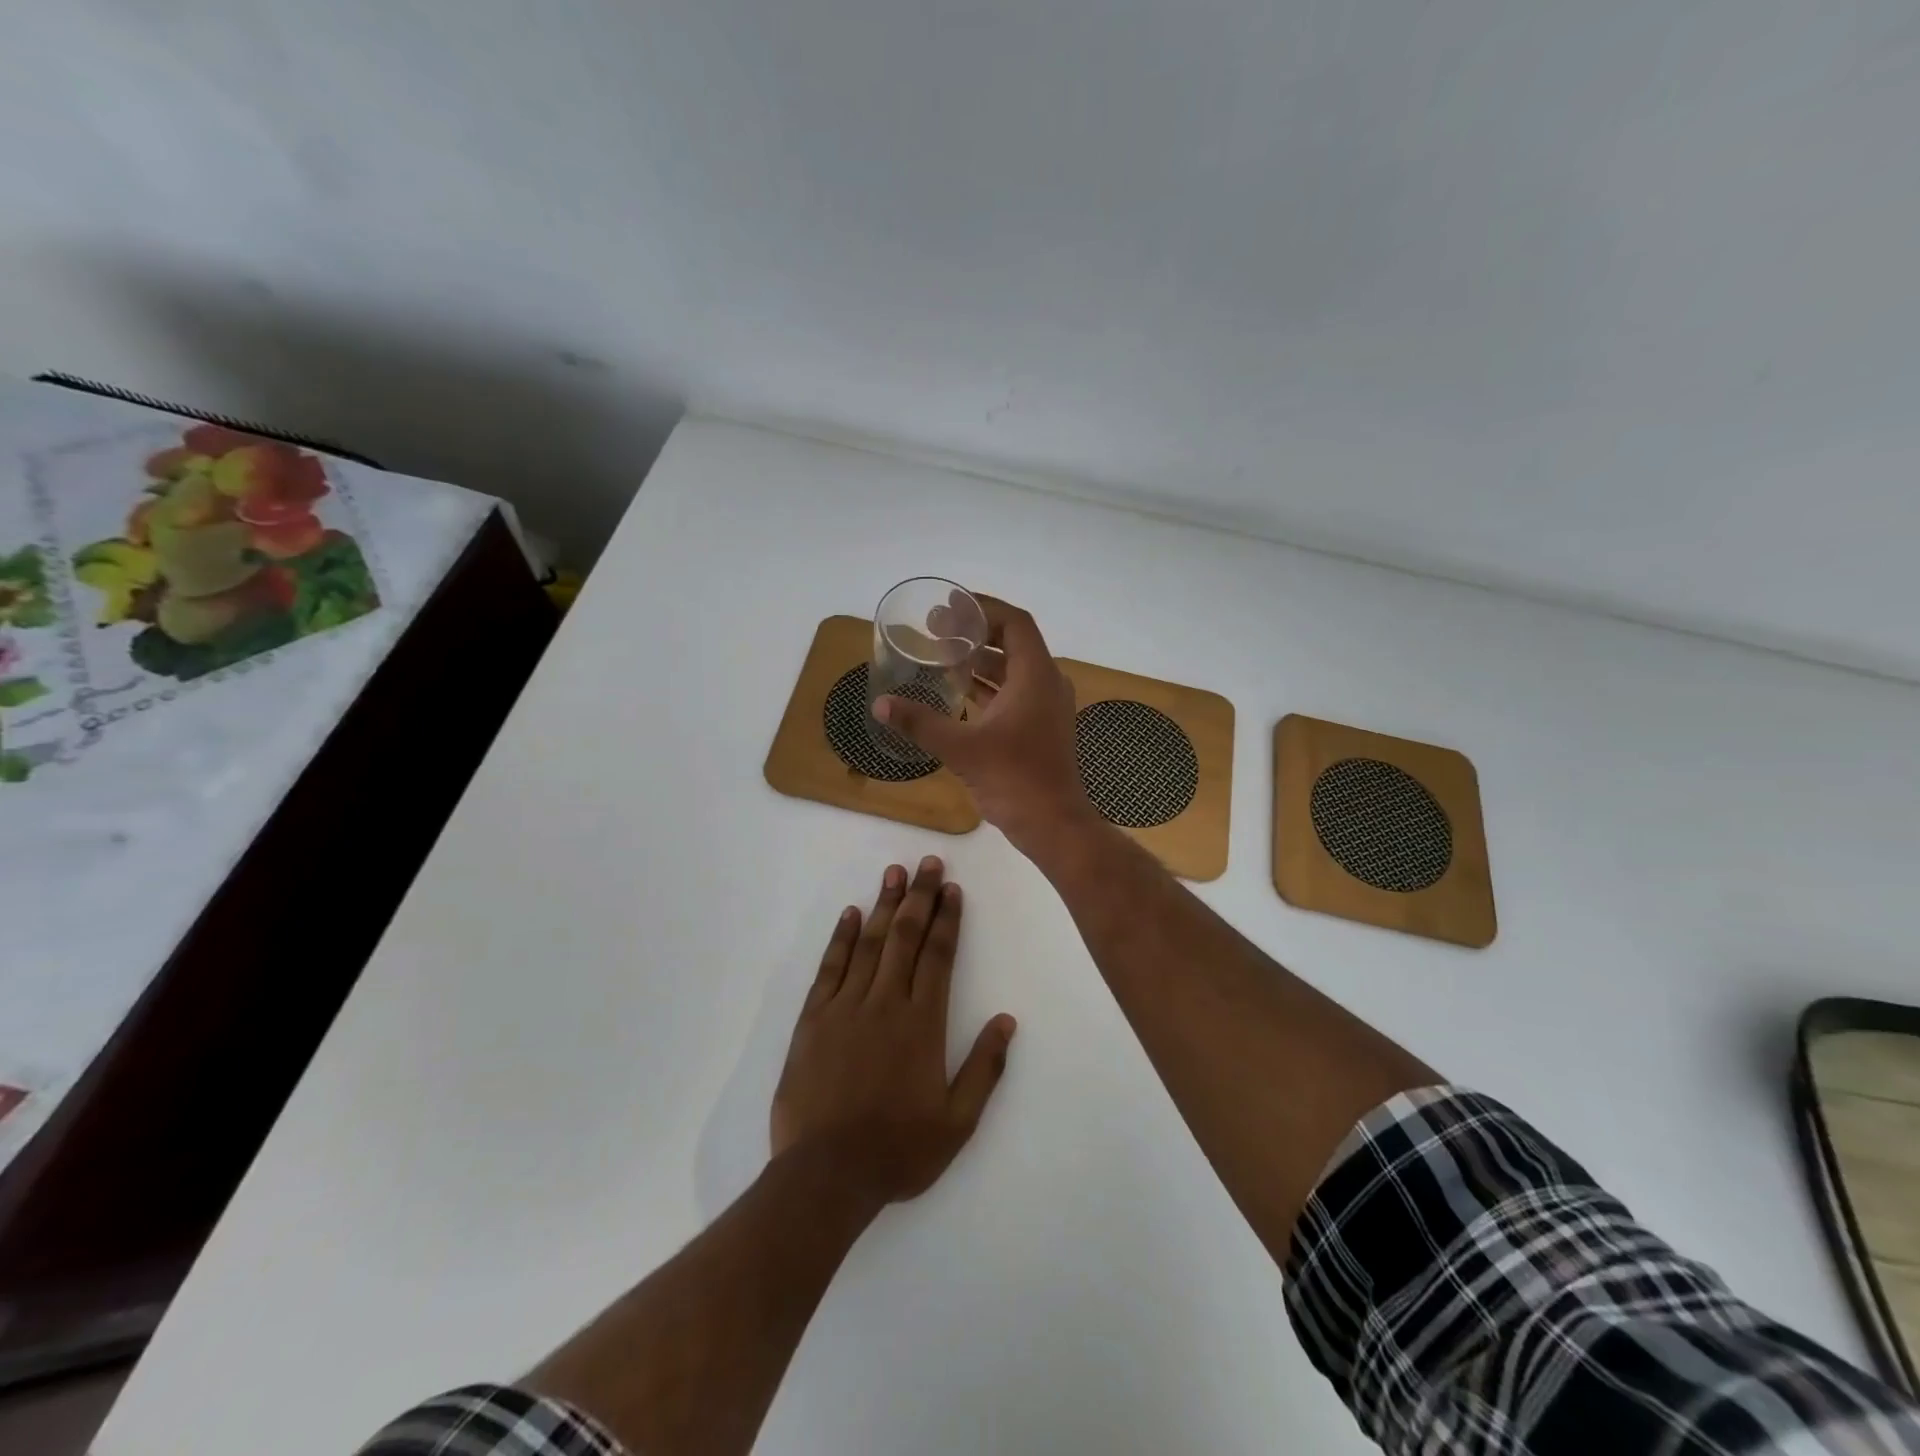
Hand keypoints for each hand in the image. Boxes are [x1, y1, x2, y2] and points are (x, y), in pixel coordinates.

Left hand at [771, 857, 1016, 1205]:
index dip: (948, 919)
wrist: (826, 1175)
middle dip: (920, 897)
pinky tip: (850, 914)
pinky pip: (830, 967)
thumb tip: (1007, 1020)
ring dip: (883, 905)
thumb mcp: (957, 1122)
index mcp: (923, 1023)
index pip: (939, 956)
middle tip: (928, 863)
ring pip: (869, 943)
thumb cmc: (898, 1150)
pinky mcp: (813, 1018)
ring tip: (894, 872)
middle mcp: (886, 1003)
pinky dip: (841, 938)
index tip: (953, 889)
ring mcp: (846, 1006)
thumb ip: (985, 1068)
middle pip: (906, 937)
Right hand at [871, 595, 1096, 854]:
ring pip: (1012, 670)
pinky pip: (1014, 693)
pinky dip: (988, 686)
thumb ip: (920, 722)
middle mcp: (1046, 683)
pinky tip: (957, 692)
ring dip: (980, 660)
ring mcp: (1046, 707)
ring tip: (941, 655)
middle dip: (974, 633)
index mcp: (1035, 676)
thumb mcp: (962, 748)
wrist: (1053, 825)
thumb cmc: (1014, 779)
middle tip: (935, 629)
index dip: (982, 609)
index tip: (948, 607)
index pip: (1014, 623)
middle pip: (1012, 642)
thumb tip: (880, 704)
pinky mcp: (1040, 727)